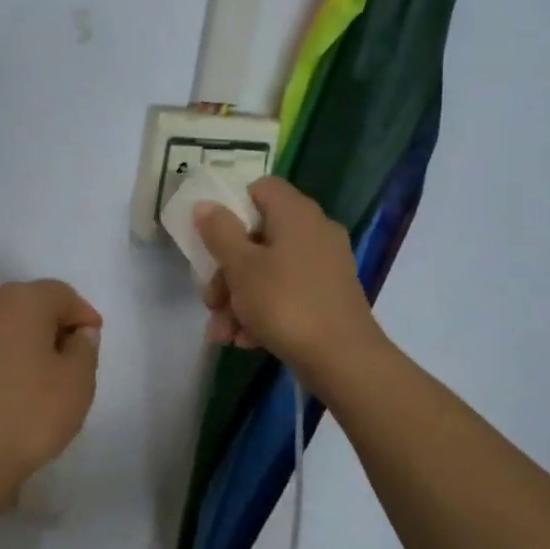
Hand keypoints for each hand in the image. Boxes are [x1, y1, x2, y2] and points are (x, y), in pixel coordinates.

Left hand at [0, 280, 101, 501]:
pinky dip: (5, 353)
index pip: (62, 294)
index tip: (94, 341)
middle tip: (73, 357)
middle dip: (55, 323)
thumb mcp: (78, 380)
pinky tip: (14, 384)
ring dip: (28, 338)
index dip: (83, 315)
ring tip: (44, 374)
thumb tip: (78, 333)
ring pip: (7, 322)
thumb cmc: (31, 413)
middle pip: (31, 302)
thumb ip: (85, 347)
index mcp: (21, 300)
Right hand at [196, 177, 387, 385]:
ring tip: (222, 333)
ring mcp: (324, 266)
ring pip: (268, 270)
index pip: (260, 188)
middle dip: (227, 272)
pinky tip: (244, 340)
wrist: (343, 360)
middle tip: (210, 300)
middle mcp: (315, 232)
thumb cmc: (285, 303)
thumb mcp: (241, 266)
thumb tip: (206, 205)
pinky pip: (285, 293)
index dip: (232, 208)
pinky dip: (262, 312)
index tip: (212, 238)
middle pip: (258, 236)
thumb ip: (219, 232)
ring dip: (238, 299)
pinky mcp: (328, 296)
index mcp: (296, 214)